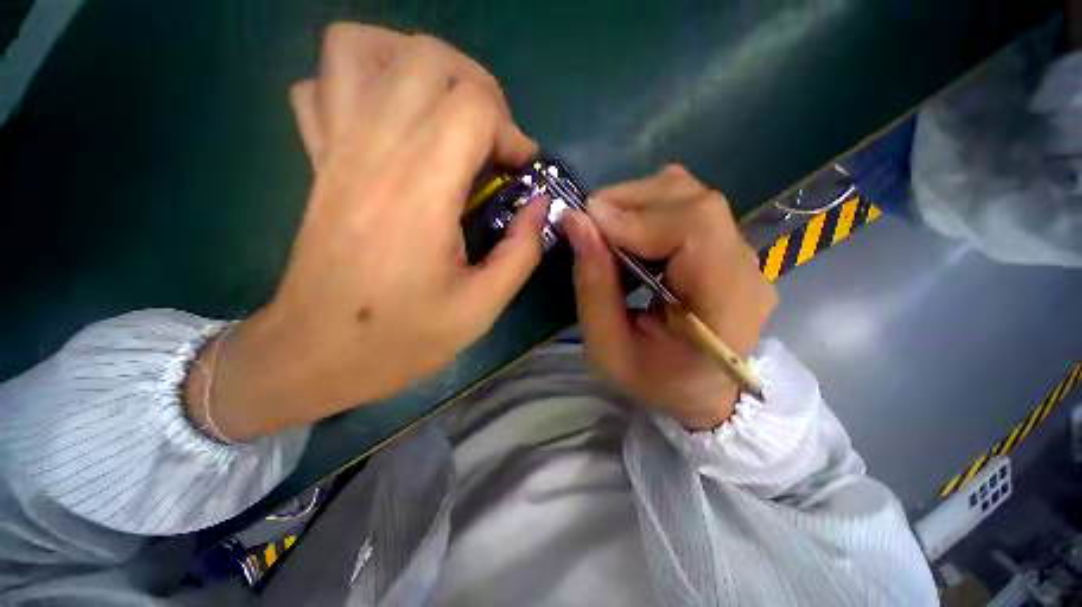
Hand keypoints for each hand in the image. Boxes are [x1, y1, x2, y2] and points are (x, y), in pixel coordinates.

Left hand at [185, 25, 546, 439]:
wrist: (319, 352)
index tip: (521, 169)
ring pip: (362, 48)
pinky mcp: (317, 159)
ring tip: (444, 110)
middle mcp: (374, 152)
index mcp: (421, 191)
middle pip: (425, 57)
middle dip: (477, 87)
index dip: (510, 130)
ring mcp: (336, 148)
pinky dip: (360, 82)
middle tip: (491, 138)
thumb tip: (539, 207)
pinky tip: (390, 122)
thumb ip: (522, 251)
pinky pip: (322, 84)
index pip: (472, 106)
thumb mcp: (483, 306)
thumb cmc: (404, 336)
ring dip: (415, 64)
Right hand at [561, 165, 776, 429]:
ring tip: (606, 225)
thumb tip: (576, 222)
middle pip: (696, 203)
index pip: (694, 229)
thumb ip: (593, 285)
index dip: (637, 218)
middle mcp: (745, 270)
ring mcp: (744, 255)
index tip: (587, 222)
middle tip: (589, 220)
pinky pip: (692, 209)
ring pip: (694, 197)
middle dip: (632, 202)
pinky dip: (652, 210)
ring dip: (640, 202)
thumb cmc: (656, 380)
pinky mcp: (730, 249)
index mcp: (724, 306)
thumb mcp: (609, 347)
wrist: (705, 394)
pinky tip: (631, 232)